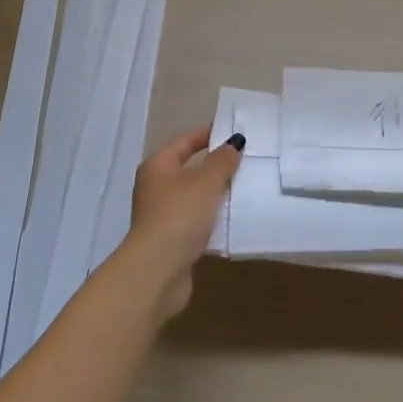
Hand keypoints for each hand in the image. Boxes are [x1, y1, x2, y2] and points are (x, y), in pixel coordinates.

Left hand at [126, 125, 243, 317]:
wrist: (158, 270)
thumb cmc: (180, 216)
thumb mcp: (205, 182)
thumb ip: (222, 160)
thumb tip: (234, 142)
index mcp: (157, 167)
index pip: (185, 141)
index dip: (208, 133)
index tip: (234, 130)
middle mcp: (156, 188)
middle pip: (189, 168)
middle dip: (216, 164)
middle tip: (246, 158)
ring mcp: (163, 215)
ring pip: (194, 196)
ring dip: (216, 192)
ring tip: (246, 185)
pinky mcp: (173, 239)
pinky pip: (197, 219)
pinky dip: (214, 216)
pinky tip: (234, 216)